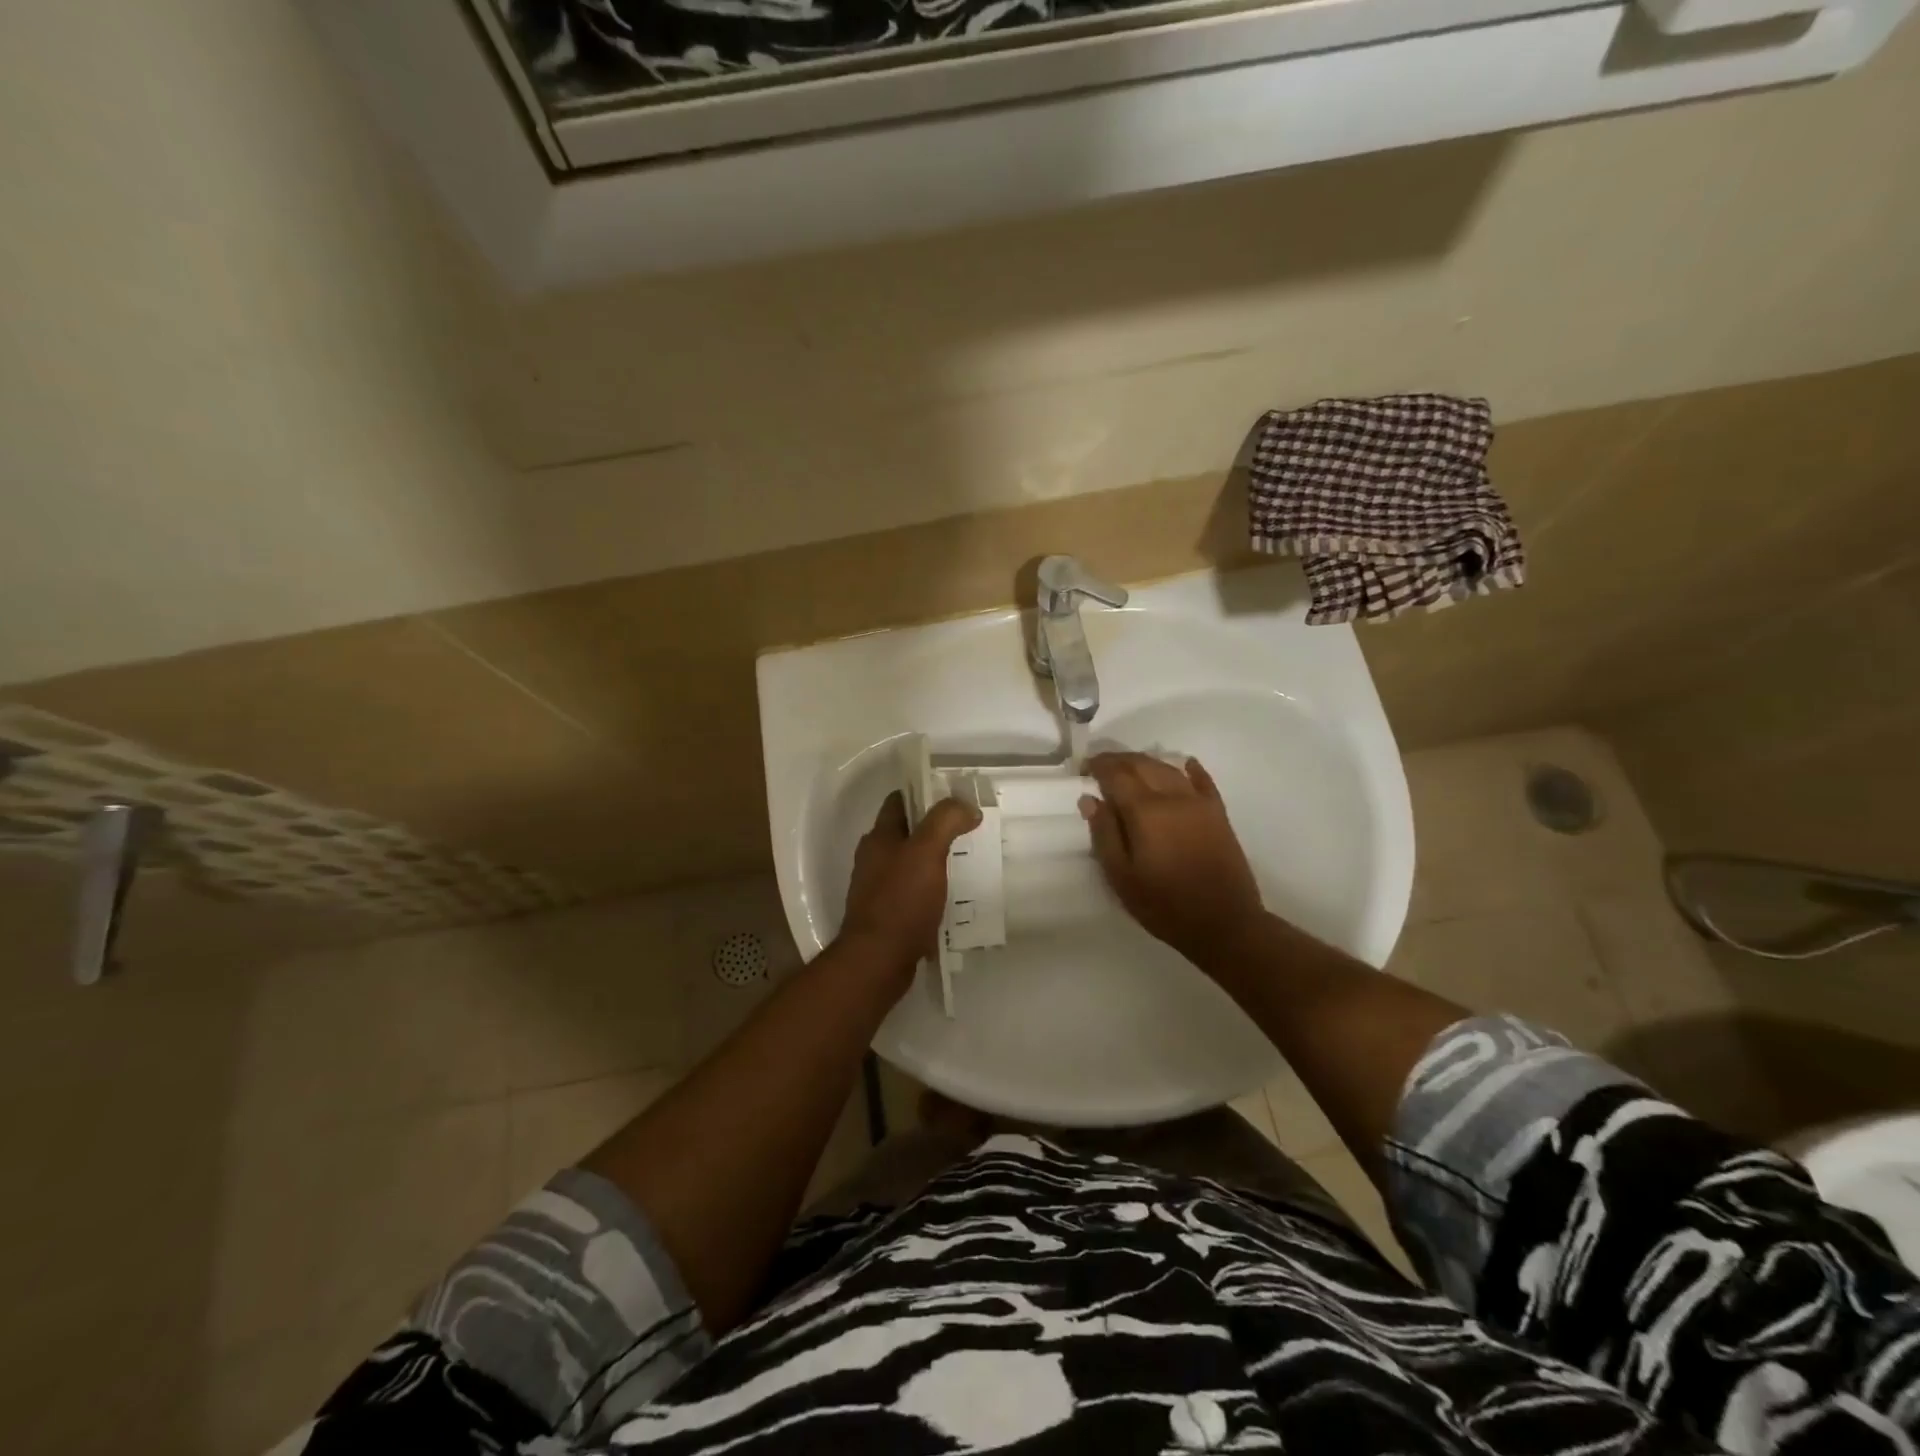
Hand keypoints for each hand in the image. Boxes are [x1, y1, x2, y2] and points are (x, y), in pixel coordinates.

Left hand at [839, 791, 981, 970]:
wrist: (878, 961)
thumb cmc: (901, 900)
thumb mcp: (927, 852)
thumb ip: (946, 822)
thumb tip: (967, 806)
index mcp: (879, 838)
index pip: (898, 801)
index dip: (924, 793)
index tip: (954, 796)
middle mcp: (873, 859)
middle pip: (905, 833)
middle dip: (933, 828)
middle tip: (967, 830)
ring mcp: (877, 889)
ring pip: (909, 864)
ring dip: (933, 861)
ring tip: (966, 862)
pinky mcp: (886, 916)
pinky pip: (912, 893)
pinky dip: (930, 891)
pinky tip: (951, 898)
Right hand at [1081, 752, 1264, 965]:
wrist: (1224, 924)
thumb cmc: (1164, 905)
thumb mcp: (1121, 876)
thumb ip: (1104, 834)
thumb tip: (1090, 799)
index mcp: (1145, 811)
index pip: (1117, 774)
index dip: (1099, 766)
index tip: (1085, 767)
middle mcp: (1173, 797)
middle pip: (1143, 764)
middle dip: (1120, 760)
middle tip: (1102, 766)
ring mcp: (1199, 803)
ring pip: (1169, 769)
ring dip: (1147, 762)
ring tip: (1131, 768)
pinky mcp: (1219, 814)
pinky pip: (1203, 781)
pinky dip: (1190, 769)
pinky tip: (1184, 765)